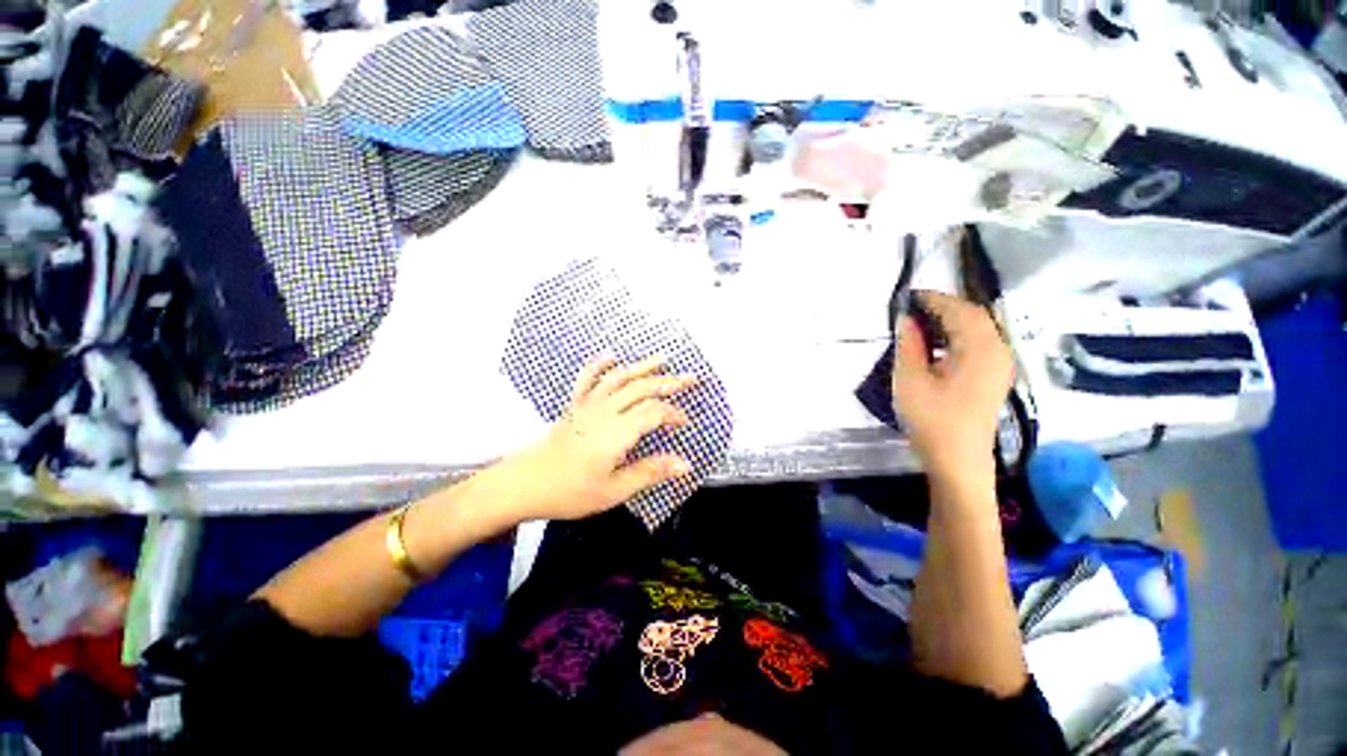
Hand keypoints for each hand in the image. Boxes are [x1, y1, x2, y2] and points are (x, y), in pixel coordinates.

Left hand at [485, 356, 697, 524]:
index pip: (653, 412)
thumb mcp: (614, 490)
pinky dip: (600, 364)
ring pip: (619, 378)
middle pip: (641, 388)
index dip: (673, 413)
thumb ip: (650, 472)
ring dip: (642, 367)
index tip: (685, 422)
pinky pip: (587, 379)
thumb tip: (685, 465)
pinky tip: (610, 356)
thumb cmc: (570, 491)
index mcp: (616, 432)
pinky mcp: (574, 406)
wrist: (524, 484)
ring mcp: (588, 405)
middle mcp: (605, 411)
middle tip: (691, 379)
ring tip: (662, 358)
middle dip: (669, 382)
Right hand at [891, 291, 1013, 490]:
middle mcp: (998, 351)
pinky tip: (936, 346)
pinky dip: (958, 337)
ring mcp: (1000, 365)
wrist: (959, 461)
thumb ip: (909, 345)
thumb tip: (906, 318)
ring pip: (978, 329)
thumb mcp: (910, 380)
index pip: (960, 310)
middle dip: (943, 307)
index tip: (908, 297)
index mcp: (980, 349)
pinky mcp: (994, 377)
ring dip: (951, 321)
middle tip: (912, 309)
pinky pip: (979, 344)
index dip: (934, 299)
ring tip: (920, 325)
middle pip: (974, 316)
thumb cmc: (932, 420)